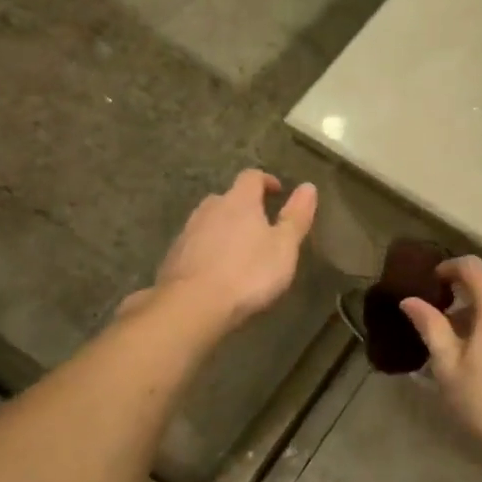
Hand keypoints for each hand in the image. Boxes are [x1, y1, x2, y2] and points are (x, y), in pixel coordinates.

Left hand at [122, 170, 316, 330]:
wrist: (193, 305)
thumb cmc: (248, 273)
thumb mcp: (284, 247)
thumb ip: (296, 216)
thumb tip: (308, 186)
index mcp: (239, 201)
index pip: (251, 177)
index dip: (266, 181)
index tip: (278, 192)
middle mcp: (210, 209)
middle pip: (227, 198)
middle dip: (243, 207)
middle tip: (259, 226)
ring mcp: (188, 232)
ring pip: (209, 221)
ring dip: (224, 228)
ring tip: (238, 250)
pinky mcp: (174, 256)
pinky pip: (195, 244)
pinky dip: (207, 249)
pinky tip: (216, 271)